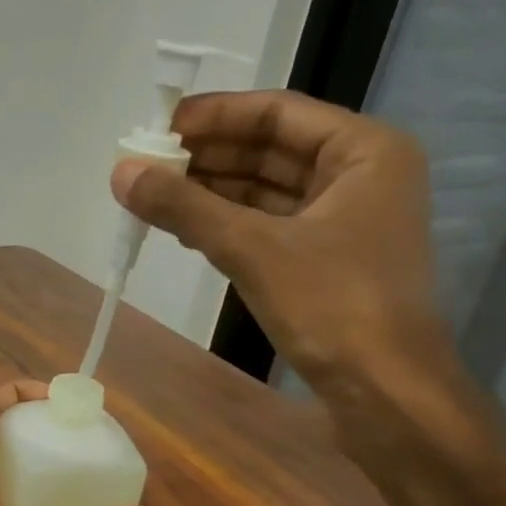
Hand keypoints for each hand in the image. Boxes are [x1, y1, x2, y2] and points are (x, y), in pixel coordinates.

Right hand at [112, 90, 446, 393]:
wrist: (385, 392)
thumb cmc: (332, 305)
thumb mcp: (252, 249)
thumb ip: (185, 206)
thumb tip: (121, 173)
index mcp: (364, 151)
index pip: (277, 113)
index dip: (214, 115)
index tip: (158, 128)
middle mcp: (359, 175)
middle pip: (270, 150)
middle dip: (207, 157)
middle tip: (146, 165)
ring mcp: (343, 221)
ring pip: (266, 191)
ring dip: (211, 192)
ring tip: (153, 195)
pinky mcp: (325, 260)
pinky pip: (267, 226)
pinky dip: (226, 224)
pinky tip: (184, 229)